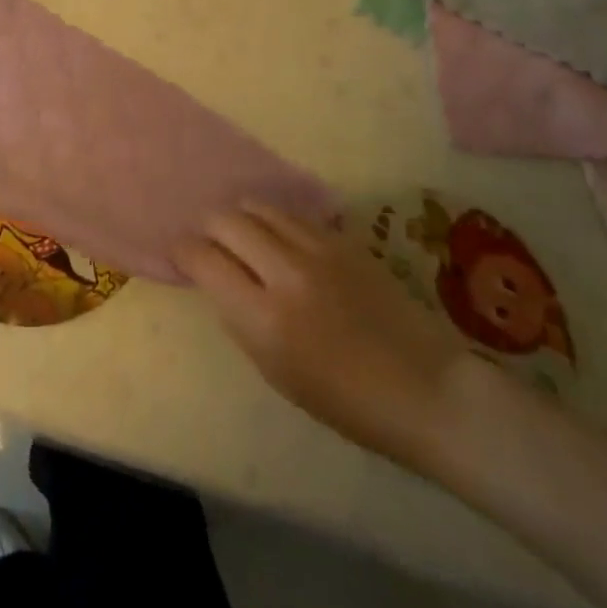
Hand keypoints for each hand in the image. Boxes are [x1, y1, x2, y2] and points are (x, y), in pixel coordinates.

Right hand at [174, 204, 469, 472]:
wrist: (426, 388)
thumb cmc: (346, 401)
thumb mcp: (275, 371)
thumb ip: (240, 317)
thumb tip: (216, 277)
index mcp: (263, 319)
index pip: (203, 259)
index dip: (183, 251)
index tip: (180, 253)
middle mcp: (285, 273)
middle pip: (226, 220)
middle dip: (208, 227)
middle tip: (209, 241)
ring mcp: (318, 249)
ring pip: (258, 206)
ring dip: (241, 216)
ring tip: (242, 232)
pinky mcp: (344, 239)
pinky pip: (293, 214)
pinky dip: (275, 220)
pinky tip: (278, 235)